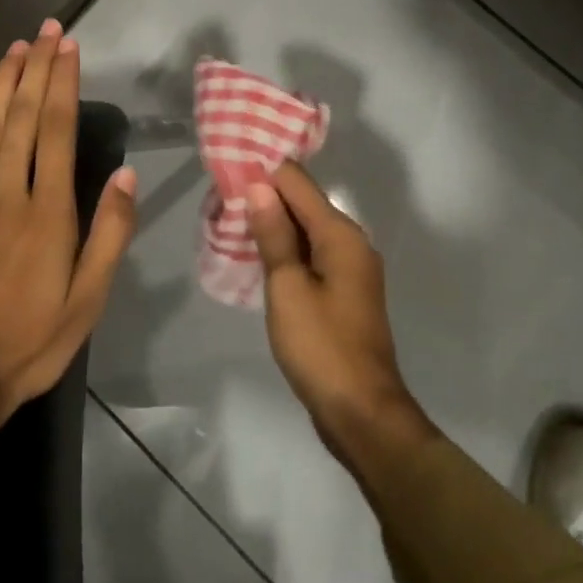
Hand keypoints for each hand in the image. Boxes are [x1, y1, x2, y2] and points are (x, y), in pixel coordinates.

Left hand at [0, 20, 137, 446]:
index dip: (61, 84)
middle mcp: (5, 195)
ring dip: (2, 84)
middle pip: (20, 118)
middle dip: (34, 69)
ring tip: (15, 48)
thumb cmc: (36, 338)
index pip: (55, 131)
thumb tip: (124, 174)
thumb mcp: (90, 297)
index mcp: (47, 214)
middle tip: (44, 30)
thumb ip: (110, 232)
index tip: (68, 47)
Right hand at [244, 163, 421, 452]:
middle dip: (267, 198)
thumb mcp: (288, 288)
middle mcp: (352, 243)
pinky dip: (288, 251)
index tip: (227, 171)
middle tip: (221, 197)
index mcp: (341, 235)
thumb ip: (274, 234)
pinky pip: (313, 256)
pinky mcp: (345, 294)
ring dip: (275, 225)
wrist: (361, 411)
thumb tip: (260, 185)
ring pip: (308, 232)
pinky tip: (261, 256)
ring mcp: (351, 270)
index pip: (299, 184)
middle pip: (306, 204)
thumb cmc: (320, 346)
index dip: (264, 174)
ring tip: (232, 221)